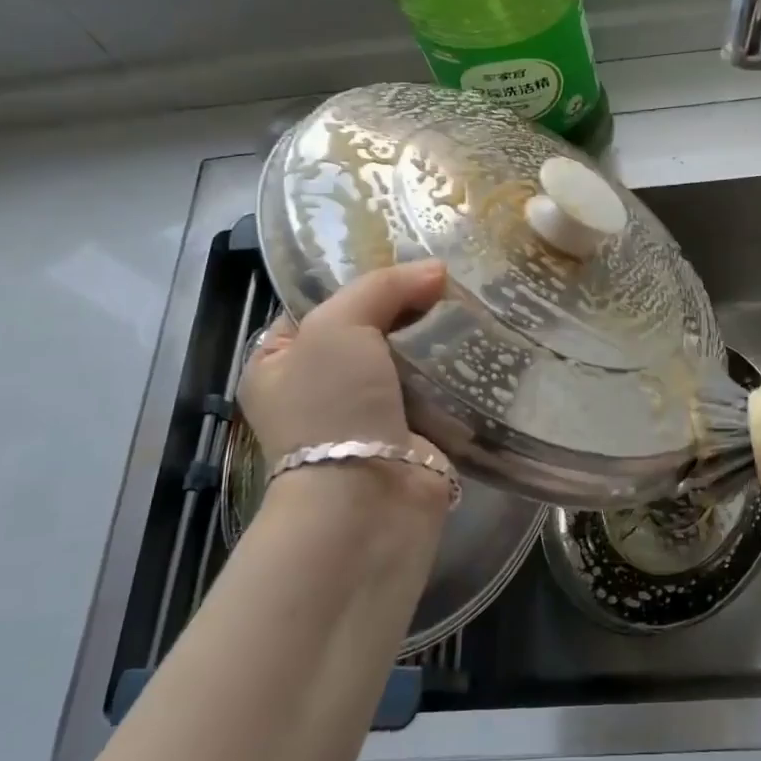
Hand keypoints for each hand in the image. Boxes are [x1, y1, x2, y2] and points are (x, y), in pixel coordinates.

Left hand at [239, 259, 451, 519]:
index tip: (406, 261)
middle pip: (369, 329)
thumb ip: (382, 288)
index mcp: (279, 361)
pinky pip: (435, 389)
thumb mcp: (337, 327)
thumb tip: (436, 270)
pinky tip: (480, 344)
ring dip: (434, 339)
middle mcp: (319, 387)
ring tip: (472, 304)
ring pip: (406, 358)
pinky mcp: (412, 432)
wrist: (368, 499)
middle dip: (406, 308)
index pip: (320, 303)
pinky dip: (454, 371)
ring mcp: (367, 413)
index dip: (361, 280)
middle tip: (447, 281)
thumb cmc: (333, 407)